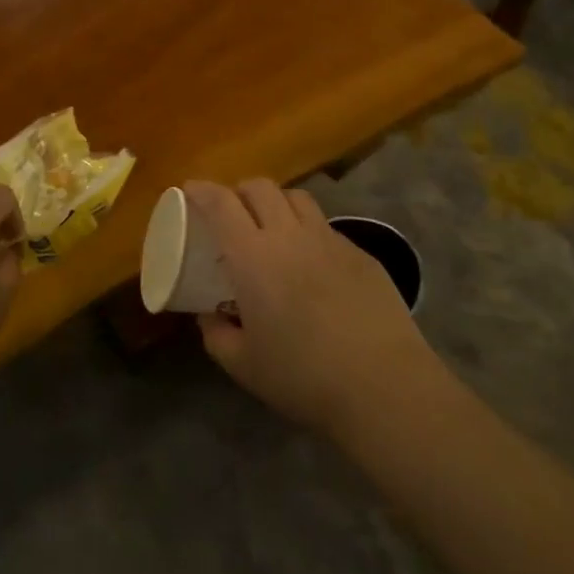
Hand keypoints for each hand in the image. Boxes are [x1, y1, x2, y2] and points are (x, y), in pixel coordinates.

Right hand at [189, 179, 435, 439]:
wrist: (383, 385)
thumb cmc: (303, 377)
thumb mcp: (243, 365)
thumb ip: (216, 335)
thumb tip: (208, 316)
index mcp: (253, 257)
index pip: (221, 204)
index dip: (202, 190)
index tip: (190, 189)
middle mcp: (289, 236)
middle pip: (260, 187)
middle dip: (238, 191)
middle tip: (230, 213)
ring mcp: (329, 240)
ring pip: (296, 197)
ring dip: (275, 202)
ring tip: (271, 227)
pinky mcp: (360, 254)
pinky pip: (326, 226)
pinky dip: (308, 230)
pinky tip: (311, 262)